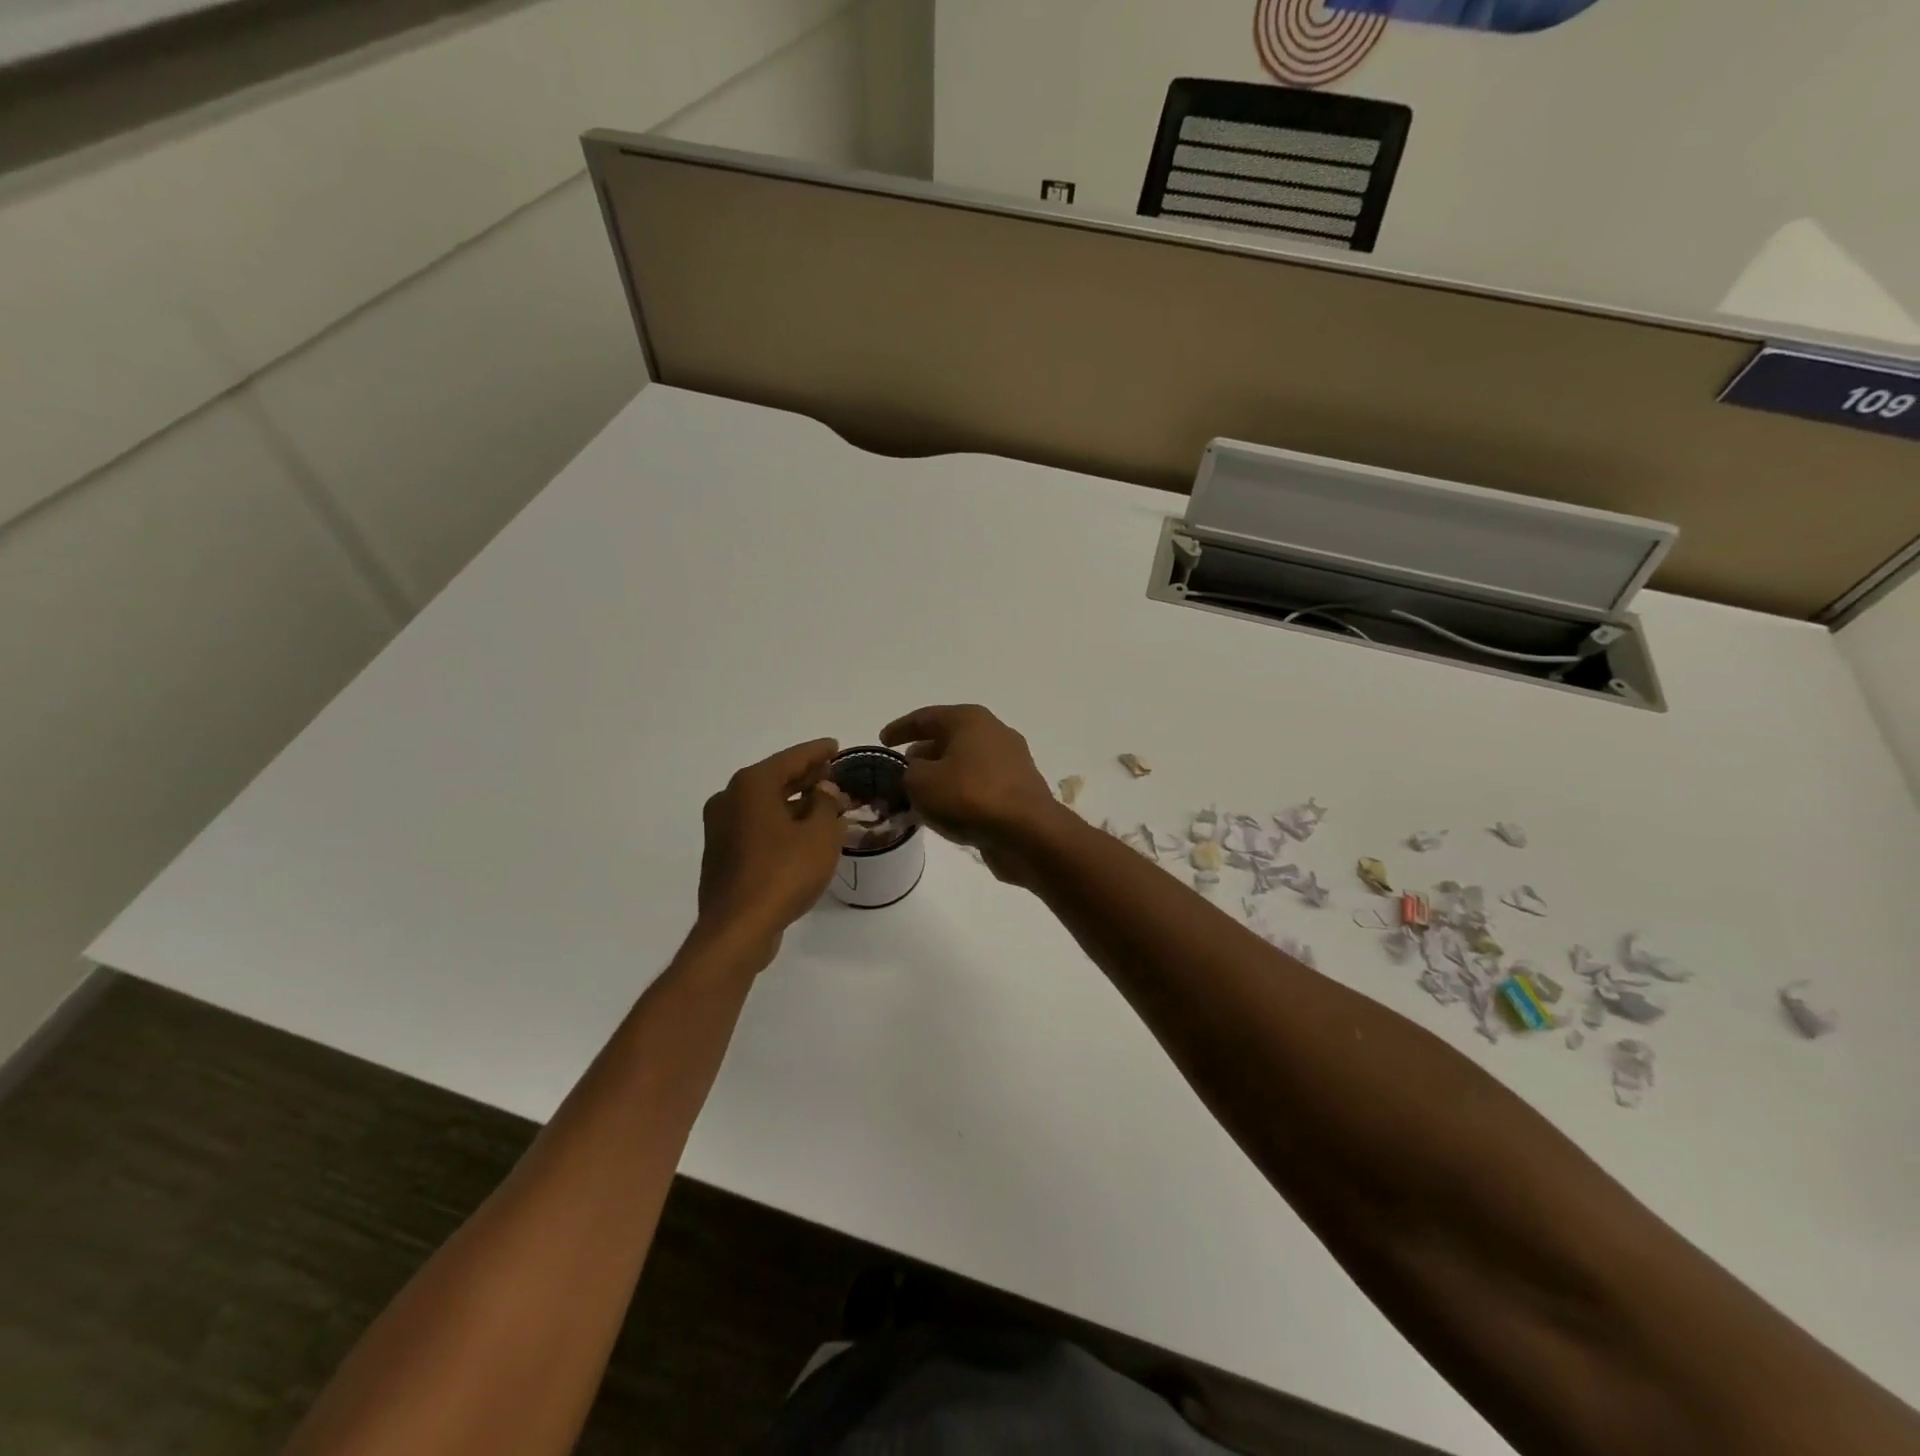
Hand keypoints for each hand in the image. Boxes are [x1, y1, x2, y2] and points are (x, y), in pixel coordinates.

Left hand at [697, 739, 848, 950]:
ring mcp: (720, 828)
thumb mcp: (821, 835)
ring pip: (764, 805)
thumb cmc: (783, 873)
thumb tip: (824, 790)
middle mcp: (729, 799)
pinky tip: (801, 834)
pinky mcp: (721, 854)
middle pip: (774, 779)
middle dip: (805, 777)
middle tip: (832, 774)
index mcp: (751, 785)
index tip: (835, 745)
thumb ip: (826, 804)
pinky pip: (756, 826)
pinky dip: (779, 823)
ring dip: (793, 803)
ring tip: (824, 805)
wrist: (738, 928)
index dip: (817, 752)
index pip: (791, 758)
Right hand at [880, 705, 1061, 883]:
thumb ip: (909, 772)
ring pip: (965, 764)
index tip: (882, 741)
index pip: (926, 717)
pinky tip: (945, 812)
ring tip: (918, 795)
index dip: (900, 728)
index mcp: (970, 720)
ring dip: (941, 776)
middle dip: (922, 753)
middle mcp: (994, 733)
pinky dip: (960, 793)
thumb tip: (918, 771)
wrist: (1028, 833)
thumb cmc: (970, 797)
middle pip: (948, 738)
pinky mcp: (1018, 790)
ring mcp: (1011, 762)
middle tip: (900, 770)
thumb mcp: (921, 782)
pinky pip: (979, 785)